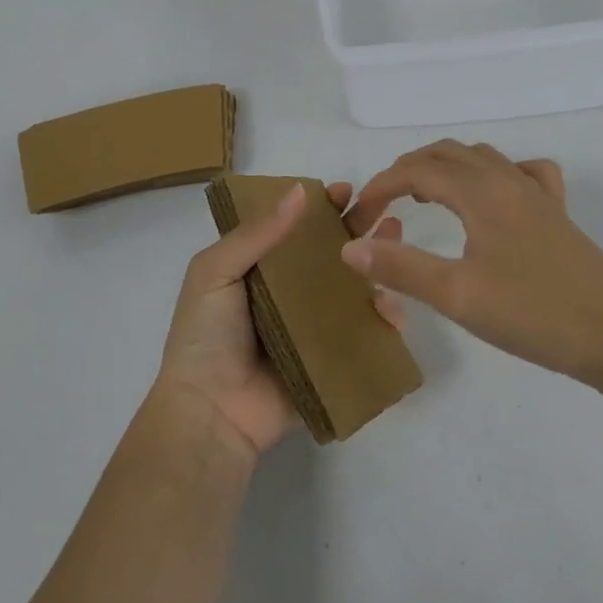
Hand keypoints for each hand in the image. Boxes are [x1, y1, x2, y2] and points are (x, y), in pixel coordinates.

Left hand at [157, 181, 405, 457]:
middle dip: (359, 226)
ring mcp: (315, 326)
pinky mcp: (334, 359)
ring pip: (355, 287)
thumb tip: (300, 190)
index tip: (346, 190)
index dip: (321, 207)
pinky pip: (365, 333)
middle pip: (332, 252)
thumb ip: (256, 234)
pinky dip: (385, 318)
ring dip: (379, 262)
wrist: (211, 412)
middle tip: (384, 208)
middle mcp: (291, 292)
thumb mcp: (215, 272)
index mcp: (261, 268)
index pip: (297, 228)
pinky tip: (394, 306)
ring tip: (397, 241)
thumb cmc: (205, 336)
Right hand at [341, 142, 602, 387]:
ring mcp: (537, 193)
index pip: (416, 170)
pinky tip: (493, 197)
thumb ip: (401, 268)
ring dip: (444, 168)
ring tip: (424, 198)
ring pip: (481, 159)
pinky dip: (494, 173)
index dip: (380, 187)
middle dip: (406, 172)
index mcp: (481, 191)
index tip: (357, 218)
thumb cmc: (534, 314)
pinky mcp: (558, 213)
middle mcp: (508, 179)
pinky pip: (523, 172)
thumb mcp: (458, 295)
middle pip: (446, 154)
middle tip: (382, 208)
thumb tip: (351, 249)